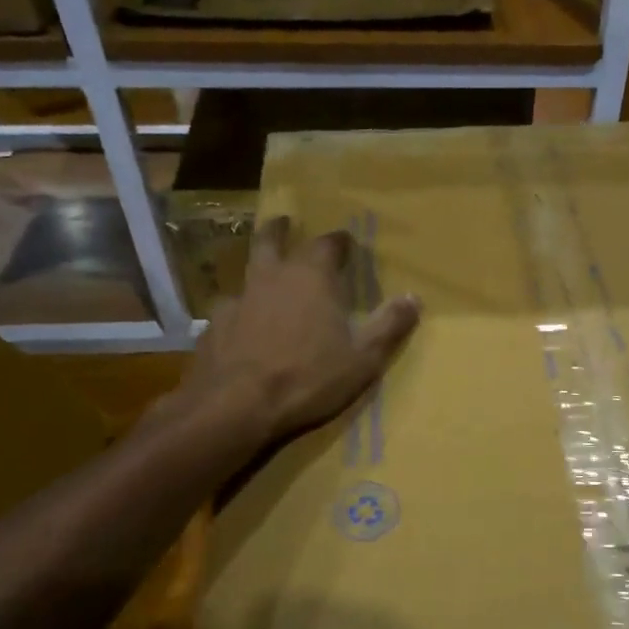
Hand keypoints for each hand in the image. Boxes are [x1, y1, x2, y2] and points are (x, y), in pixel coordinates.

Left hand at [185, 216, 419, 441]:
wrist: (236, 406)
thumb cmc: (308, 377)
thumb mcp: (363, 358)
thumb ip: (389, 325)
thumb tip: (415, 298)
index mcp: (311, 277)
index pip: (328, 244)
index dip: (339, 241)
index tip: (346, 242)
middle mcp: (271, 277)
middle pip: (271, 240)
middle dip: (280, 230)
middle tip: (283, 222)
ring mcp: (238, 300)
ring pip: (247, 273)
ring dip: (258, 271)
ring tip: (264, 281)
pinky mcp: (213, 326)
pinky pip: (230, 310)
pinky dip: (240, 312)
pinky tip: (242, 328)